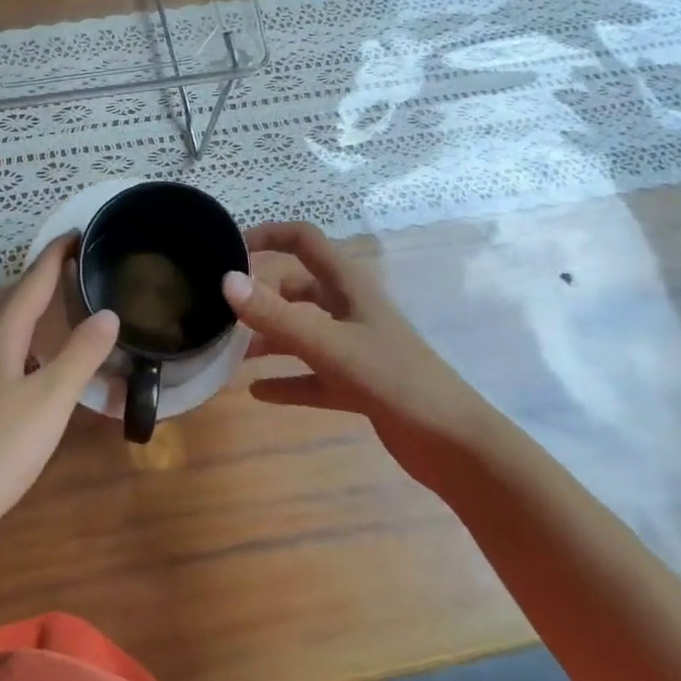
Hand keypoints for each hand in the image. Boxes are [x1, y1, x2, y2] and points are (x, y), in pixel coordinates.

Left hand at [0, 236, 118, 545]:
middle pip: (12, 294)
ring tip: (58, 307)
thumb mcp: (51, 400)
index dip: (56, 254)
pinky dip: (21, 337)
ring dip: (29, 305)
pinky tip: (32, 360)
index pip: (32, 279)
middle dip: (42, 276)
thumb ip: (81, 355)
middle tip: (77, 269)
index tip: (79, 233)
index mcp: (0, 332)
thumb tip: (108, 312)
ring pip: (1, 320)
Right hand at [225, 222, 495, 479]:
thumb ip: (276, 315)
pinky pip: (312, 376)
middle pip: (298, 288)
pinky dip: (286, 380)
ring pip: (303, 332)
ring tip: (233, 355)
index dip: (269, 235)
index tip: (231, 249)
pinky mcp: (357, 383)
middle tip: (226, 312)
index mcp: (348, 285)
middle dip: (263, 296)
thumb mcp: (329, 346)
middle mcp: (349, 309)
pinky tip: (257, 393)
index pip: (304, 240)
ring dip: (271, 340)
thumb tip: (226, 280)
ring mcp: (355, 347)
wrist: (455, 445)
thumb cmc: (394, 379)